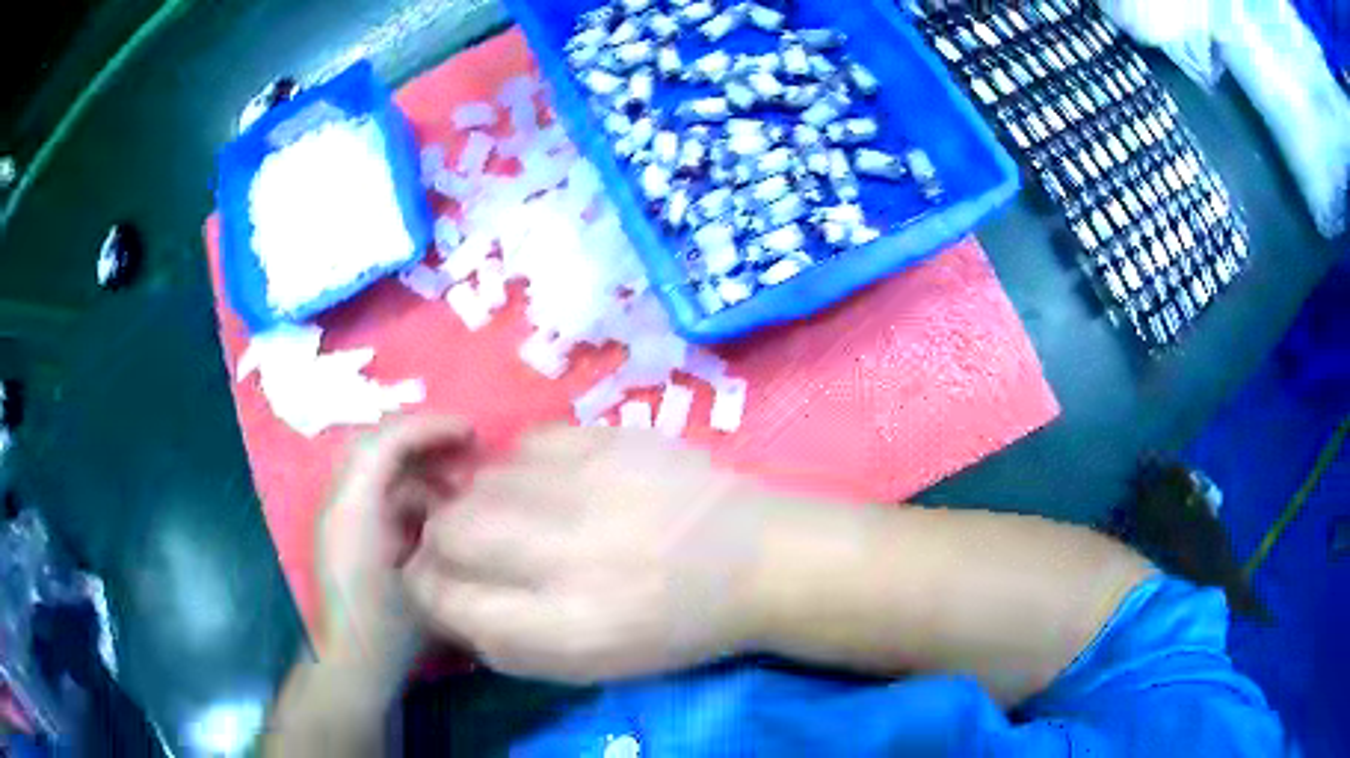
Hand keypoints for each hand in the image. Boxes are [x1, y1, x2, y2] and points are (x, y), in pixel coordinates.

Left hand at [316, 416, 473, 682]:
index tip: (471, 434)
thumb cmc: (387, 631)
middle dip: (425, 443)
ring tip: (460, 489)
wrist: (350, 666)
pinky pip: (378, 496)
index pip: (385, 441)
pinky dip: (409, 495)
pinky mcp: (346, 535)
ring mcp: (340, 517)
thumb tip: (463, 494)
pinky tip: (438, 518)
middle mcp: (340, 502)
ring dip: (420, 470)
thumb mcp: (424, 583)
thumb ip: (440, 533)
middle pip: (379, 448)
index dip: (430, 428)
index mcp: (353, 508)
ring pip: (380, 471)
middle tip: (469, 451)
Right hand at [403, 426, 790, 683]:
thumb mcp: (587, 665)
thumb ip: (503, 641)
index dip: (428, 587)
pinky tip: (554, 483)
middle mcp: (569, 555)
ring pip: (481, 478)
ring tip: (522, 515)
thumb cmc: (673, 628)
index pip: (444, 597)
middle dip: (444, 539)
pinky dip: (524, 466)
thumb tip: (443, 598)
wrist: (757, 560)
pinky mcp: (612, 438)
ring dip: (483, 500)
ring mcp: (591, 486)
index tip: (436, 581)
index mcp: (565, 628)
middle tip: (474, 546)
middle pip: (450, 528)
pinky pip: (527, 441)